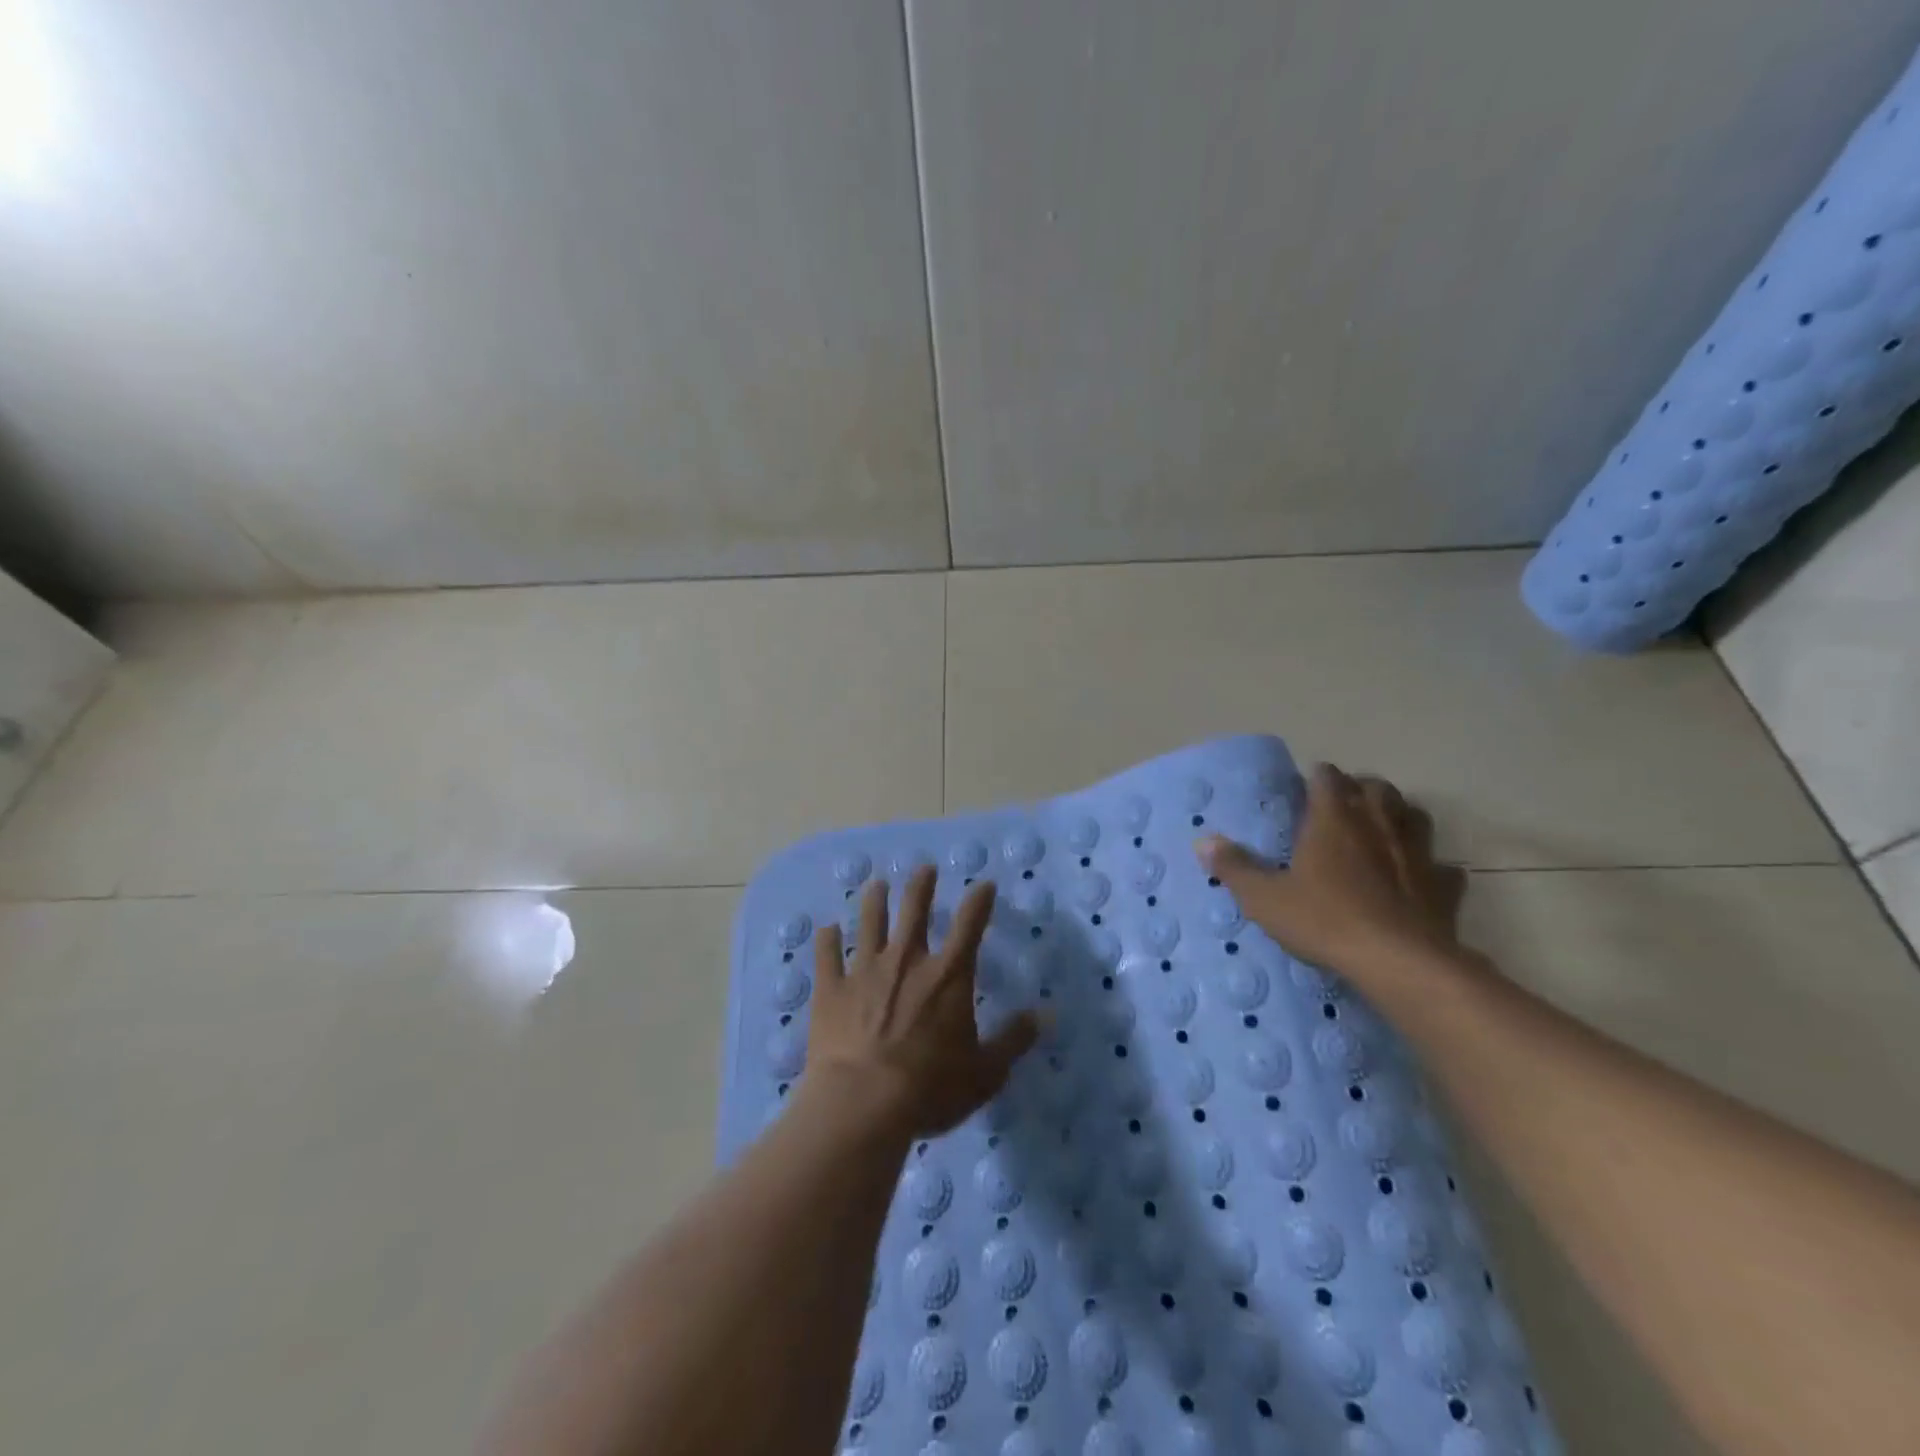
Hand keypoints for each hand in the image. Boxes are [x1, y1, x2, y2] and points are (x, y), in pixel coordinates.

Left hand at [806, 866, 1040, 1136]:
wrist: (862, 1102)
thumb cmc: (930, 1088)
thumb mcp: (985, 1072)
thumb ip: (1013, 1040)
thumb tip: (1044, 1015)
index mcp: (948, 976)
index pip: (970, 926)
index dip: (979, 901)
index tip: (984, 884)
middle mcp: (907, 960)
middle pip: (914, 910)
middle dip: (921, 885)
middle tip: (924, 868)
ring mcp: (865, 970)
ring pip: (870, 922)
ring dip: (874, 901)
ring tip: (876, 885)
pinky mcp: (831, 988)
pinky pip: (827, 956)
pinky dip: (827, 940)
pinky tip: (826, 929)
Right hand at [1197, 763, 1466, 979]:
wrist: (1397, 963)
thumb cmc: (1323, 920)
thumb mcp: (1264, 898)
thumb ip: (1235, 867)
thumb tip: (1203, 841)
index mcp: (1333, 820)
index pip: (1327, 778)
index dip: (1317, 777)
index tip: (1307, 785)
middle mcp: (1377, 826)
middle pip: (1376, 788)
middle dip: (1360, 788)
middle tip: (1344, 804)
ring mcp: (1417, 854)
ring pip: (1414, 816)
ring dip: (1398, 815)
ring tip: (1383, 827)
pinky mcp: (1443, 886)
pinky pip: (1442, 867)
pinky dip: (1431, 866)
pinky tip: (1420, 878)